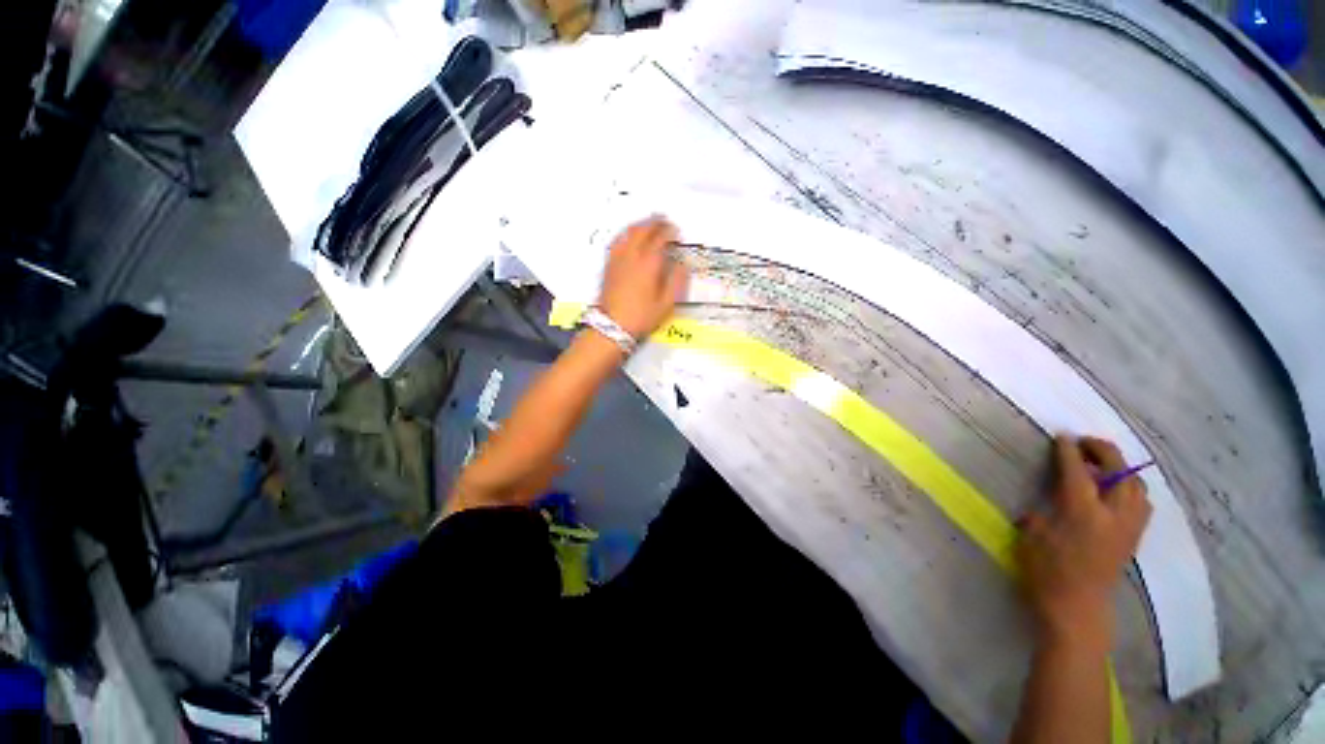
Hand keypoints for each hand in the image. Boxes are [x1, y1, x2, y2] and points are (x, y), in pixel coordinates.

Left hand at [597, 216, 689, 339]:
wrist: (613, 326)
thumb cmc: (641, 317)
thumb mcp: (666, 303)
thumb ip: (676, 281)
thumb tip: (683, 265)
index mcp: (648, 264)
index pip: (660, 238)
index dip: (669, 231)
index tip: (675, 231)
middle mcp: (632, 256)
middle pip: (643, 230)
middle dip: (654, 222)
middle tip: (663, 220)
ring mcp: (618, 259)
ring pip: (628, 233)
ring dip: (639, 224)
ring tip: (647, 223)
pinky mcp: (609, 265)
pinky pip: (617, 241)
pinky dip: (626, 233)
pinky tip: (628, 236)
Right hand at [1017, 435, 1151, 649]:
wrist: (1077, 608)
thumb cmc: (1045, 572)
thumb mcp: (1032, 535)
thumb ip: (1044, 509)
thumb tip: (1051, 498)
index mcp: (1082, 513)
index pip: (1078, 472)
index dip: (1069, 451)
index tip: (1061, 436)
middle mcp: (1113, 515)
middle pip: (1119, 471)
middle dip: (1103, 451)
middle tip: (1083, 444)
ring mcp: (1129, 526)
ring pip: (1137, 485)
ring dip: (1120, 468)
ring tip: (1101, 464)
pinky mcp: (1134, 537)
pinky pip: (1141, 502)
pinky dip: (1130, 487)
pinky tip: (1115, 490)